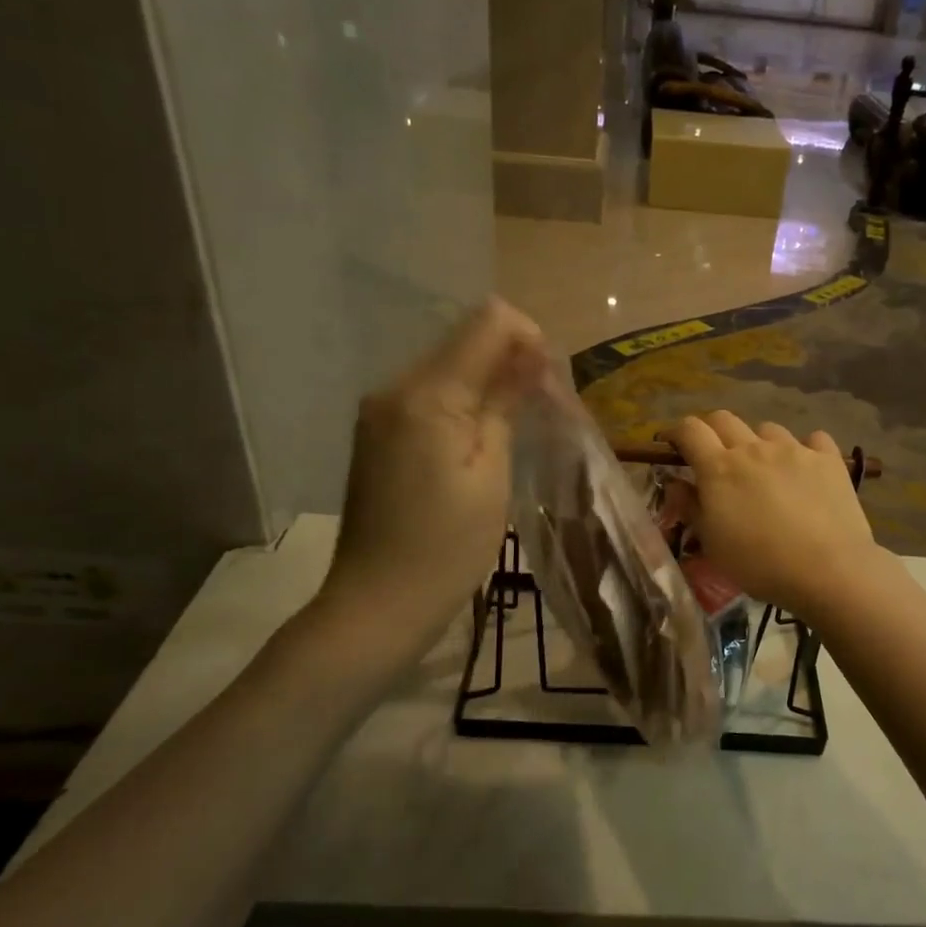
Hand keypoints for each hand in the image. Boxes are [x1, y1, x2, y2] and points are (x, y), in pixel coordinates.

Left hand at [317, 298, 545, 631]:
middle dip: (510, 360)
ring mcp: (379, 409)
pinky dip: (462, 403)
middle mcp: (395, 387)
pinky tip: (478, 441)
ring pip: (448, 366)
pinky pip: (429, 394)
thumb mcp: (491, 474)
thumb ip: (506, 403)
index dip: (528, 338)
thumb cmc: (447, 547)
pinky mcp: (375, 431)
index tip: (550, 383)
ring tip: (515, 427)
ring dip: (488, 382)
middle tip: (541, 410)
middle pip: (465, 340)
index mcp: (428, 395)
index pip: (487, 322)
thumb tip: (532, 356)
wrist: (377, 604)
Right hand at [663, 411, 881, 618]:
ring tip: (765, 469)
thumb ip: (690, 507)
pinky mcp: (828, 459)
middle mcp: (754, 448)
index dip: (676, 432)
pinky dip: (804, 449)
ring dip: (758, 443)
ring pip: (767, 429)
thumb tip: (675, 483)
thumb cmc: (760, 564)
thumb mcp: (712, 543)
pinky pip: (812, 440)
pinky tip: (806, 469)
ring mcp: (794, 449)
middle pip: (724, 419)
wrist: (828, 570)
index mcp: (719, 468)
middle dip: (712, 431)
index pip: (689, 430)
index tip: (672, 446)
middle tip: (714, 456)